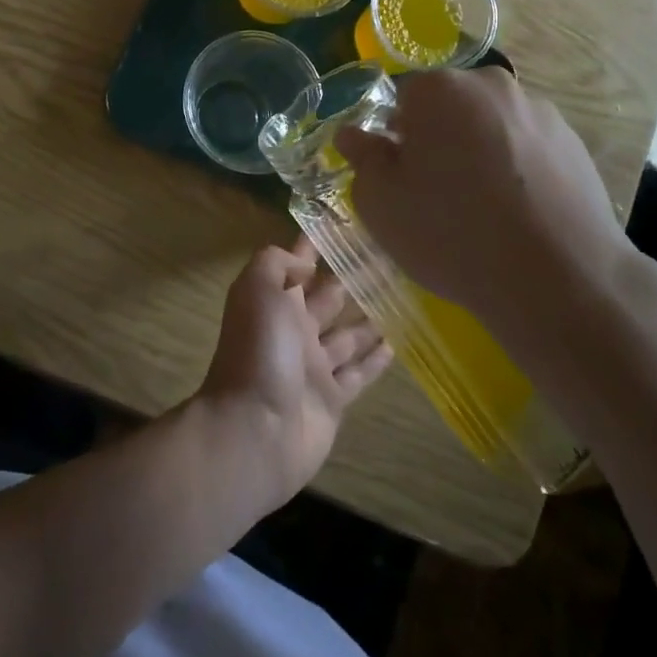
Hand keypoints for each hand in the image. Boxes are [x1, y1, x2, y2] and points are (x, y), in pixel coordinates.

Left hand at [195, 237, 391, 510]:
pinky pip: (357, 373)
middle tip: (388, 261)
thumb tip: (304, 262)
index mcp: (273, 302)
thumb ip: (277, 263)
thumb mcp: (259, 289)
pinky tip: (396, 344)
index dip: (314, 247)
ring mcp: (313, 366)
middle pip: (327, 298)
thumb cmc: (260, 351)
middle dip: (350, 279)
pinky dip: (374, 360)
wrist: (256, 429)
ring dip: (369, 318)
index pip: (296, 266)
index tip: (345, 227)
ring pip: (346, 335)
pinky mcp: (332, 398)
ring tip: (400, 298)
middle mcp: (293, 330)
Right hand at [333, 67, 641, 345]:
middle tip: (437, 191)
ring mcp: (540, 112)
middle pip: (451, 106)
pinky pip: (527, 148)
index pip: (403, 99)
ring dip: (480, 151)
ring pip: (491, 126)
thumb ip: (363, 158)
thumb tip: (353, 134)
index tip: (401, 175)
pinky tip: (518, 213)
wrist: (557, 277)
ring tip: (483, 208)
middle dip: (439, 138)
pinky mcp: (575, 143)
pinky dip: (517, 169)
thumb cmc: (450, 232)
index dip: (396, 137)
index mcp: (440, 89)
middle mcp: (492, 85)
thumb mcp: (381, 202)